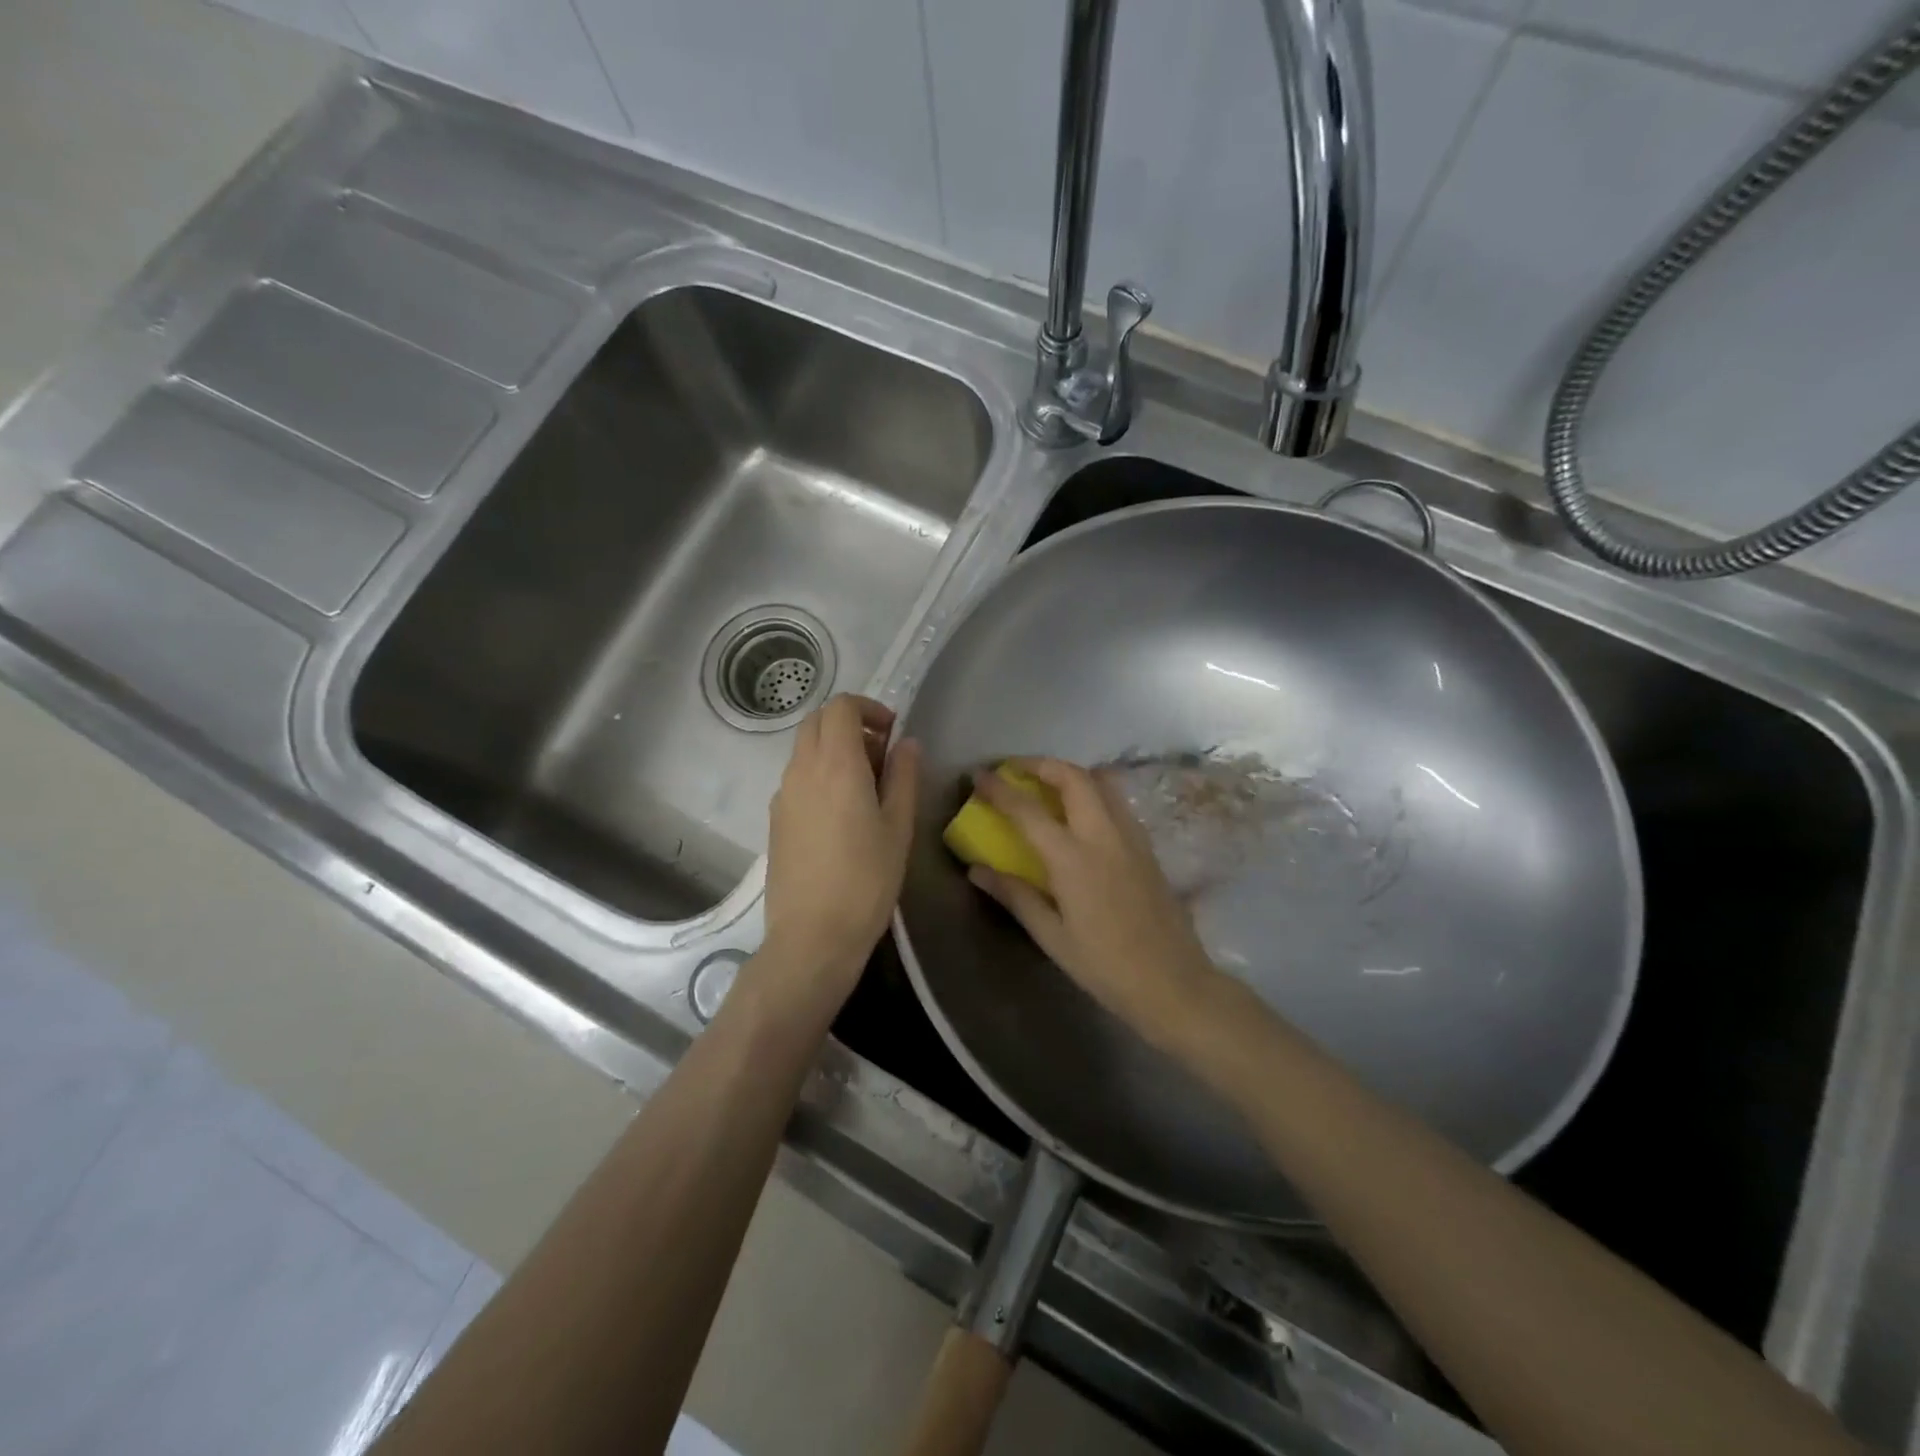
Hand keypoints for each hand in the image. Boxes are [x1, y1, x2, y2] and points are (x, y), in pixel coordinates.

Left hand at [762, 695, 919, 995]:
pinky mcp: (775, 819)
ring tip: (865, 787)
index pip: (841, 707)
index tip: (892, 733)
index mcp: (836, 764)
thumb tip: (906, 744)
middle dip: (850, 724)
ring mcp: (782, 795)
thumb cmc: (866, 880)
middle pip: (817, 721)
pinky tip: (841, 814)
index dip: (869, 709)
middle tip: (881, 756)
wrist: (813, 935)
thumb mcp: (898, 827)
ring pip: (804, 749)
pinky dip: (819, 774)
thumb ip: (903, 776)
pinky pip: (797, 777)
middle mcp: (801, 770)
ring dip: (834, 749)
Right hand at [969, 758, 1219, 1045]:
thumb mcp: (1051, 937)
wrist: (1173, 983)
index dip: (999, 789)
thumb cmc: (1105, 966)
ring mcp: (1131, 836)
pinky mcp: (1147, 846)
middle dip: (1040, 764)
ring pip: (1101, 782)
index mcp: (1073, 859)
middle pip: (1073, 777)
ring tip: (1046, 784)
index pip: (1027, 810)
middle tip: (1014, 770)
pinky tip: (1080, 813)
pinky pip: (1117, 801)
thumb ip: (1015, 896)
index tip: (978, 775)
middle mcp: (1104, 835)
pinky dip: (1092, 791)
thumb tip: (976, 869)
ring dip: (1069, 773)